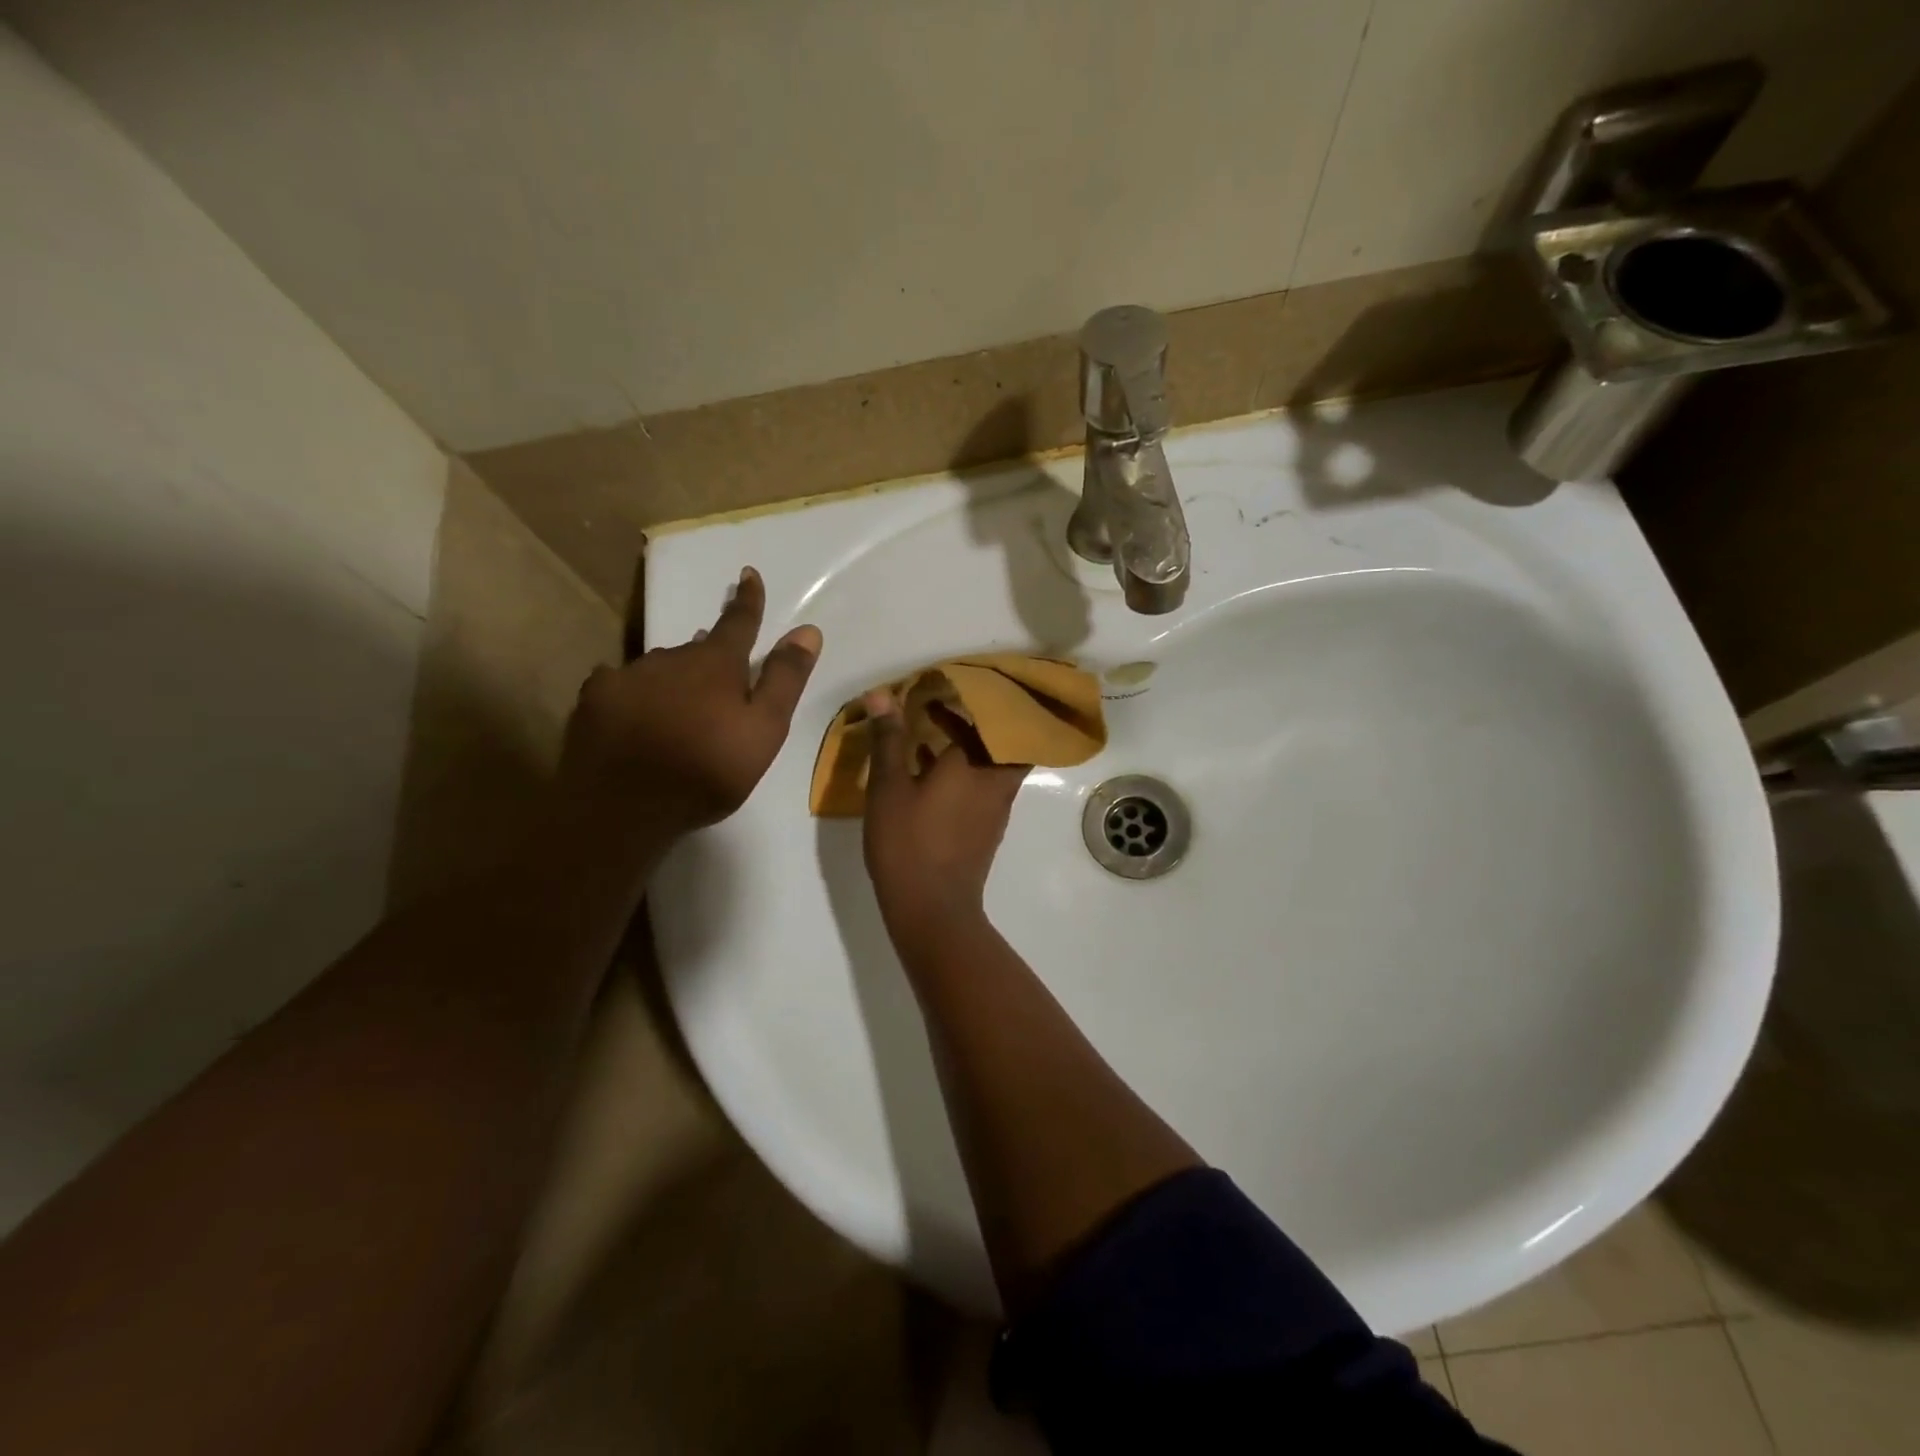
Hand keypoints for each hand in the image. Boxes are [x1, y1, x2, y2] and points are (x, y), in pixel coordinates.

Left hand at [559, 567, 821, 835]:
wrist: (624, 808)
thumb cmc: (708, 771)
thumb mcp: (764, 730)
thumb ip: (785, 679)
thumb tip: (808, 629)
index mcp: (715, 664)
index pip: (738, 622)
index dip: (748, 600)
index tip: (748, 574)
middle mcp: (671, 658)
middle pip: (697, 649)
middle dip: (711, 655)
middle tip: (721, 676)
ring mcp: (628, 676)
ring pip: (661, 666)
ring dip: (676, 677)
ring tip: (682, 704)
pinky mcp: (595, 700)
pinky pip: (622, 685)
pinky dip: (637, 693)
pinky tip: (636, 714)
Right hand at [862, 691, 1029, 949]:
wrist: (933, 908)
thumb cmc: (908, 842)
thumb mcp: (888, 787)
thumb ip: (888, 739)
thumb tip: (881, 694)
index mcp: (974, 764)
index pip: (983, 717)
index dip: (968, 699)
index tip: (943, 687)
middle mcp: (994, 780)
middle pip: (1000, 738)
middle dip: (976, 720)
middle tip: (945, 707)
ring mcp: (996, 806)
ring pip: (994, 762)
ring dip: (972, 746)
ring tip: (934, 736)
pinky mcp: (989, 828)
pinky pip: (986, 785)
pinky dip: (968, 771)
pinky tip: (934, 775)